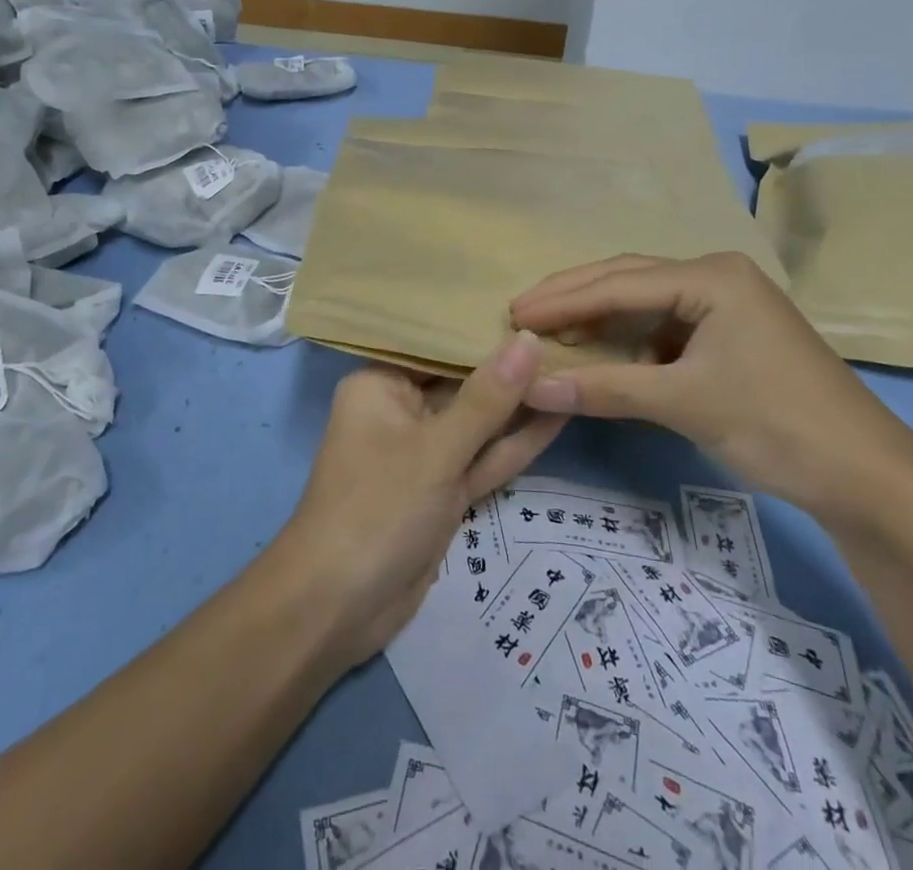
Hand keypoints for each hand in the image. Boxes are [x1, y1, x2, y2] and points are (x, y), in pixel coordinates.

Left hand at [272, 334, 566, 667]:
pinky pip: (483, 458)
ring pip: (479, 423)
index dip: (484, 326)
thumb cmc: (377, 508)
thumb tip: (528, 339)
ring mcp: (426, 454)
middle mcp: (402, 410)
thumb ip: (487, 398)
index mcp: (382, 384)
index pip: (438, 344)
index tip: (535, 304)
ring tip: (574, 367)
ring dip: (521, 405)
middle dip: (510, 366)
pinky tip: (559, 414)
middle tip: (568, 333)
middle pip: (462, 382)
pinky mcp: (444, 491)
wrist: (338, 609)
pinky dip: (515, 444)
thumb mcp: (436, 449)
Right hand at [510, 253, 912, 526]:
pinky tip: (601, 353)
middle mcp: (716, 277)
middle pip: (629, 279)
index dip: (563, 299)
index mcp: (711, 276)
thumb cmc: (776, 425)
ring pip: (644, 303)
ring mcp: (726, 306)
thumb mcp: (683, 402)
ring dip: (598, 318)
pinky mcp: (729, 336)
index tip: (513, 313)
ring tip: (550, 331)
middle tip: (521, 313)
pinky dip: (627, 340)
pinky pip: (663, 328)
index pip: (620, 282)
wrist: (870, 480)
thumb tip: (529, 385)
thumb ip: (604, 388)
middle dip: (574, 297)